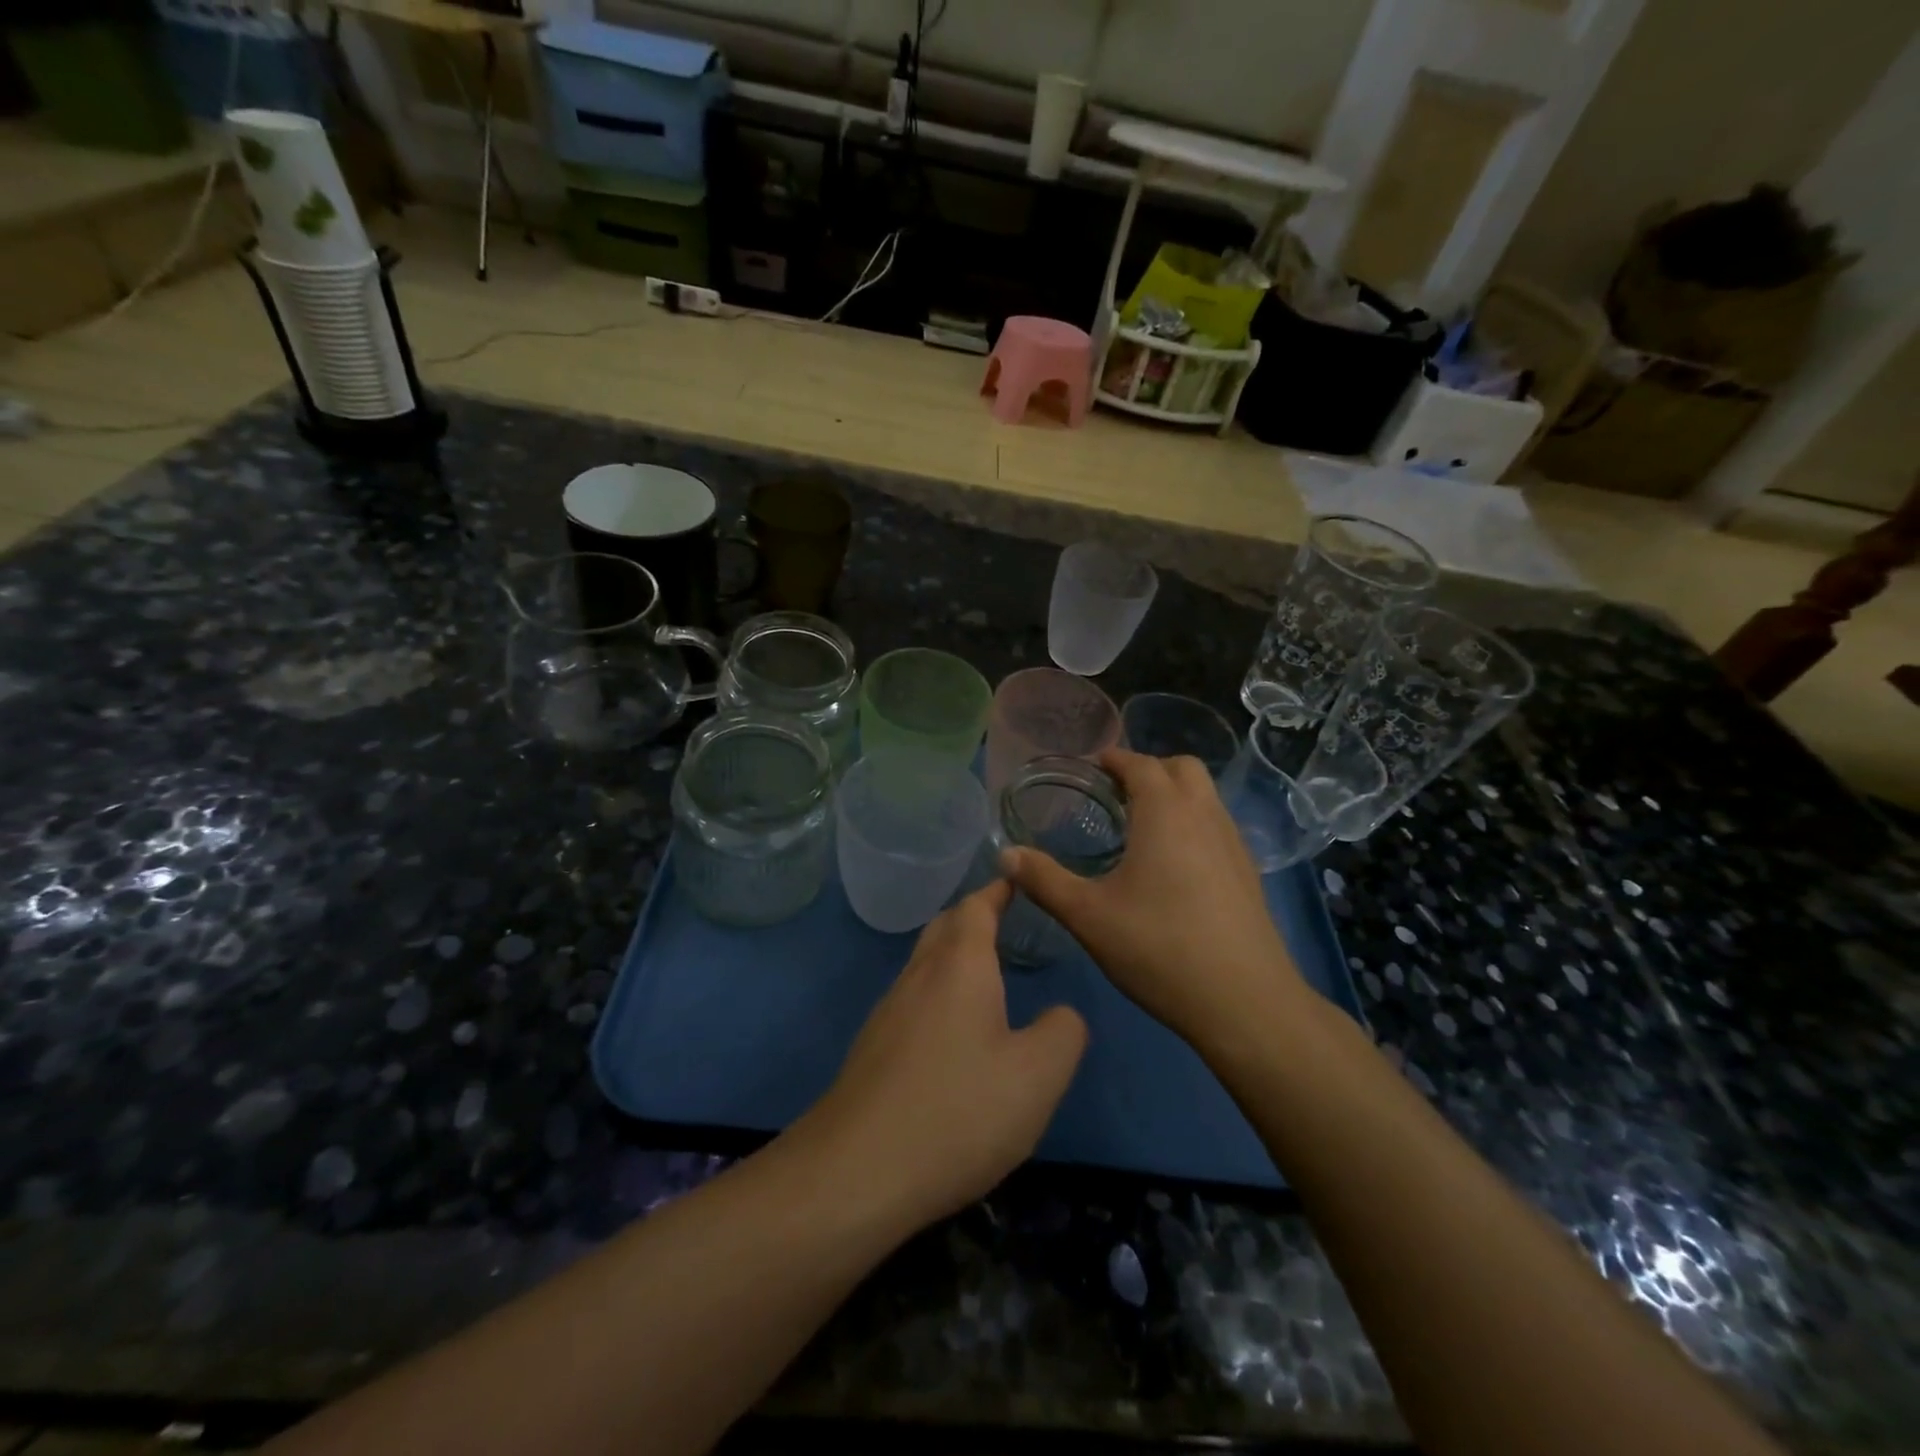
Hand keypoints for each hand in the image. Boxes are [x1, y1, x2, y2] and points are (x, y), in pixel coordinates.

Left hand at [802, 880, 1086, 1231]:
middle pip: (944, 927)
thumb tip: (1061, 1014)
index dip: (998, 890)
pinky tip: (954, 1032)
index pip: (976, 907)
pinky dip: (938, 992)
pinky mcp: (873, 1048)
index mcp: (959, 966)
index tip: (1016, 880)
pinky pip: (913, 1000)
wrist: (857, 1172)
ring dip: (954, 956)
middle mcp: (918, 976)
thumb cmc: (957, 1111)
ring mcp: (888, 1011)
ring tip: (986, 974)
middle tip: (1005, 920)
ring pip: (924, 964)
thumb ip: (1063, 1033)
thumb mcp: (1037, 1076)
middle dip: (973, 916)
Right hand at [1001, 748, 1309, 1052]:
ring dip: (1175, 795)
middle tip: (1116, 794)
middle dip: (1149, 769)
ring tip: (1141, 828)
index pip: (1140, 764)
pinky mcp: (1249, 872)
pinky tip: (1174, 866)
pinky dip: (1193, 823)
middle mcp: (1205, 816)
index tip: (1091, 766)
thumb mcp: (1087, 916)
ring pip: (1205, 796)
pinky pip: (1217, 825)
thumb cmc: (1159, 948)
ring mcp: (1234, 843)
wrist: (1245, 1003)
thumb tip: (1005, 855)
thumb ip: (1044, 880)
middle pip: (1182, 768)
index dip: (1114, 759)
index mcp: (1165, 813)